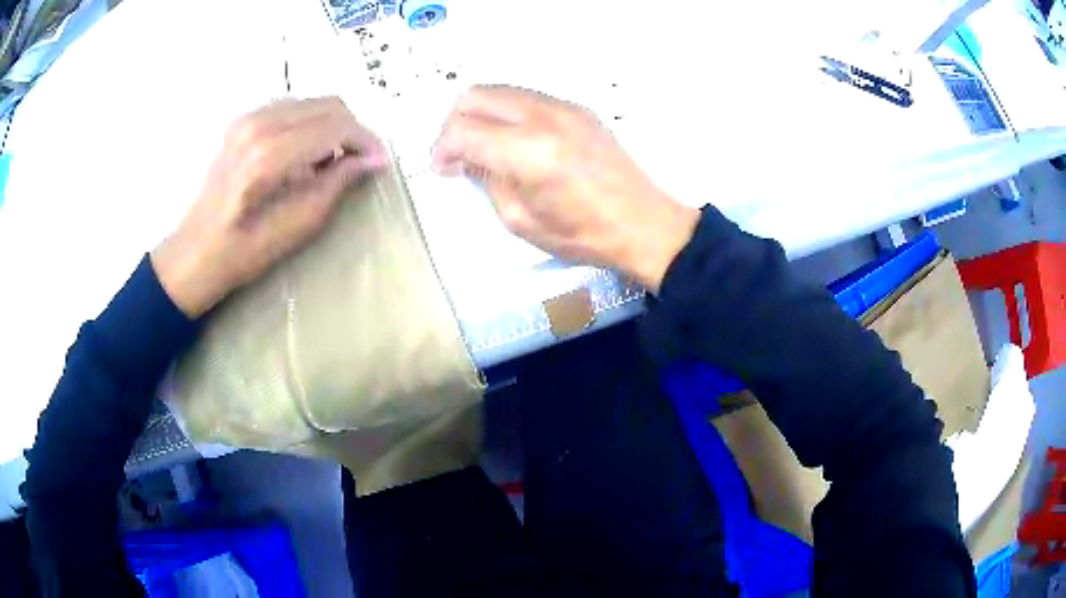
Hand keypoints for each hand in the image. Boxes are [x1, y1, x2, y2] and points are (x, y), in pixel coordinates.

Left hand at [152, 97, 386, 317]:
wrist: (197, 250)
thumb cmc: (245, 250)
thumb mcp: (299, 226)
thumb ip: (337, 184)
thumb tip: (372, 161)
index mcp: (270, 154)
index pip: (335, 126)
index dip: (365, 141)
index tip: (380, 161)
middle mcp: (259, 124)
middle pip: (328, 105)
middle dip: (352, 130)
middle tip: (362, 160)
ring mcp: (249, 118)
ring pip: (312, 102)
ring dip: (333, 125)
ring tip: (336, 159)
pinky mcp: (243, 121)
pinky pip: (293, 107)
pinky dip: (311, 123)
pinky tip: (308, 152)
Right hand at [431, 85, 697, 291]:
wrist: (642, 223)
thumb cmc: (582, 234)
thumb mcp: (520, 220)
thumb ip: (487, 181)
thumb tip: (466, 159)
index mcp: (527, 152)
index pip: (462, 129)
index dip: (442, 148)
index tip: (442, 168)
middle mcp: (543, 117)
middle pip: (475, 95)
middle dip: (455, 124)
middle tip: (458, 154)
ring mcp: (563, 107)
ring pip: (500, 90)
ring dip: (481, 114)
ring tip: (484, 147)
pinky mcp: (577, 108)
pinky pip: (526, 97)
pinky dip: (508, 113)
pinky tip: (515, 141)